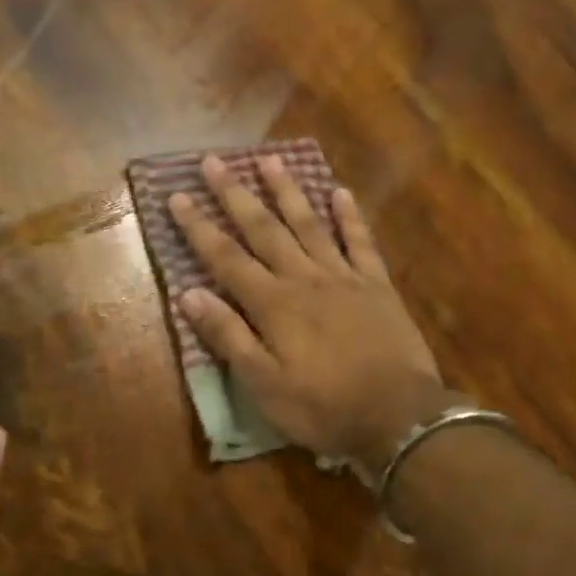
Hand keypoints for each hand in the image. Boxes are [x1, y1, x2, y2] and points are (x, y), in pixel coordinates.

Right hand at [169, 154, 458, 470]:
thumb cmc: (322, 407)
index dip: (198, 228)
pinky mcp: (377, 286)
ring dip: (287, 191)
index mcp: (273, 304)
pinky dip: (349, 216)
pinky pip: (361, 241)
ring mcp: (344, 277)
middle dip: (235, 195)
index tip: (177, 197)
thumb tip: (190, 294)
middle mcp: (304, 278)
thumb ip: (228, 336)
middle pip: (264, 229)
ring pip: (309, 224)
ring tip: (269, 159)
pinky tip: (339, 192)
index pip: (226, 258)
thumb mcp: (263, 383)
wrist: (398, 417)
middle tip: (213, 161)